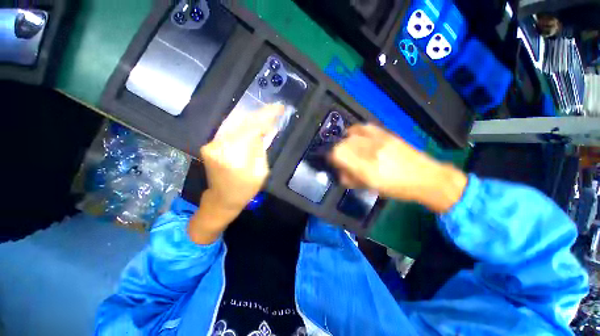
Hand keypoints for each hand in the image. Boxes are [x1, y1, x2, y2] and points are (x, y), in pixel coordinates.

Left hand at [188, 104, 283, 243]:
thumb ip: (261, 148)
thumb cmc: (246, 189)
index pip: (252, 128)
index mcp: (235, 156)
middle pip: (243, 123)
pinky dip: (242, 124)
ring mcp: (212, 144)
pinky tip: (252, 122)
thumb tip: (263, 130)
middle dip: (260, 115)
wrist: (222, 198)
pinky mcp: (210, 144)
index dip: (266, 116)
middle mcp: (220, 146)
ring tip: (266, 114)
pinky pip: (229, 129)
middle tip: (274, 109)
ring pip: (235, 123)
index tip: (278, 108)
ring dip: (252, 118)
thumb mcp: (261, 171)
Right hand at [330, 124, 467, 213]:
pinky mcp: (386, 134)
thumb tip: (340, 172)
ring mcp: (379, 140)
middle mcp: (370, 152)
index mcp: (366, 169)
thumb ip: (351, 179)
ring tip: (350, 148)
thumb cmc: (397, 189)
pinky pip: (364, 127)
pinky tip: (356, 136)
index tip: (333, 162)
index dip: (331, 157)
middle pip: (342, 143)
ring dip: (346, 142)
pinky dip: (355, 131)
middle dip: (338, 151)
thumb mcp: (371, 188)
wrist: (426, 177)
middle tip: (343, 159)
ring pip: (351, 134)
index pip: (338, 154)